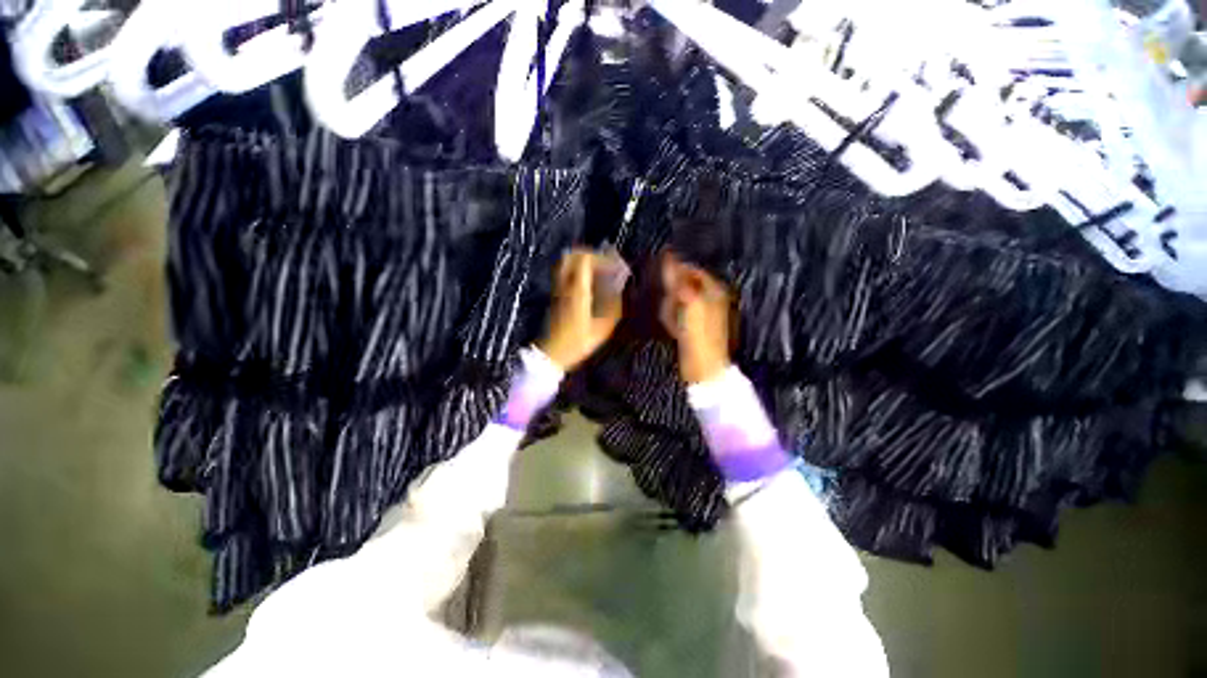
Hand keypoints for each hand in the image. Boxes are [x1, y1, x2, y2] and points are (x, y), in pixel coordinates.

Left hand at [538, 249, 626, 369]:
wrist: (552, 354)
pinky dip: (576, 270)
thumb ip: (614, 307)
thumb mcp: (602, 329)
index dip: (601, 258)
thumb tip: (621, 290)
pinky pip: (563, 273)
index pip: (584, 260)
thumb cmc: (577, 343)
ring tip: (598, 270)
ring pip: (565, 263)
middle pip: (571, 256)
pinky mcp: (555, 295)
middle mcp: (564, 286)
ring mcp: (557, 290)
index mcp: (577, 292)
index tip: (614, 266)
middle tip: (604, 263)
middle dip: (590, 254)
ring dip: (582, 261)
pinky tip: (588, 282)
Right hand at [660, 251, 732, 383]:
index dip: (676, 272)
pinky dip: (673, 320)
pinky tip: (675, 330)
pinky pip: (677, 315)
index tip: (663, 280)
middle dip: (673, 296)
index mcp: (714, 289)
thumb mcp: (688, 301)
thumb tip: (669, 255)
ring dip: (671, 310)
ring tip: (674, 323)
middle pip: (682, 286)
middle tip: (672, 309)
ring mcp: (701, 313)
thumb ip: (678, 278)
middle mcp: (710, 298)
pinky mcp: (693, 325)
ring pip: (677, 301)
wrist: (703, 365)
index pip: (692, 269)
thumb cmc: (698, 332)